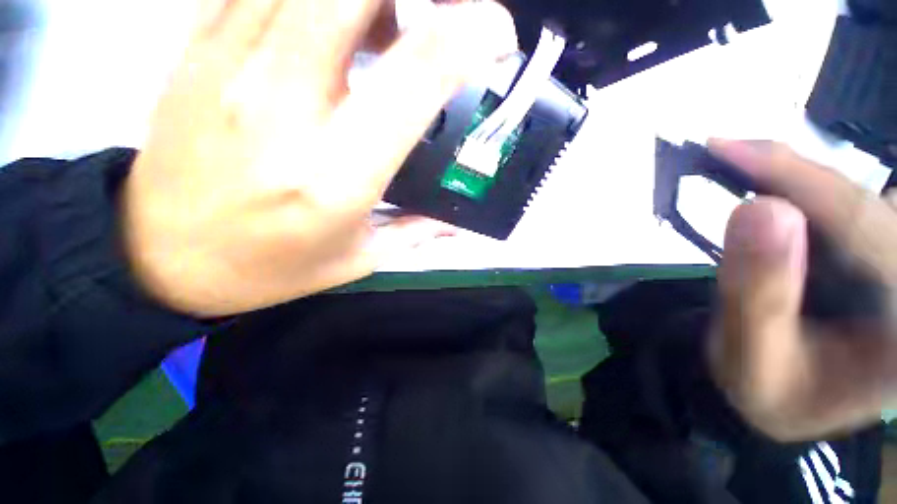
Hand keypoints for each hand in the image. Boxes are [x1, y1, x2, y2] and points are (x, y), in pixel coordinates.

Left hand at [122, 0, 517, 316]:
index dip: (471, 35)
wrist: (162, 255)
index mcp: (339, 173)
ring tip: (389, 25)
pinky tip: (331, 20)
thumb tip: (458, 222)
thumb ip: (416, 232)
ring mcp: (231, 62)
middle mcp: (285, 103)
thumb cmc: (271, 267)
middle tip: (440, 20)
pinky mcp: (199, 45)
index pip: (418, 74)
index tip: (498, 37)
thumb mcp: (358, 259)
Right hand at [708, 140, 896, 440]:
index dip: (801, 183)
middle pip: (872, 211)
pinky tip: (773, 194)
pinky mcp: (883, 262)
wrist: (783, 398)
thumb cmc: (766, 391)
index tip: (726, 148)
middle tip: (729, 152)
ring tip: (745, 168)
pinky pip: (853, 212)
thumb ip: (757, 295)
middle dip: (802, 178)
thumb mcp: (751, 359)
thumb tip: (758, 209)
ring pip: (864, 204)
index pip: (870, 236)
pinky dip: (807, 193)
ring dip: (804, 182)